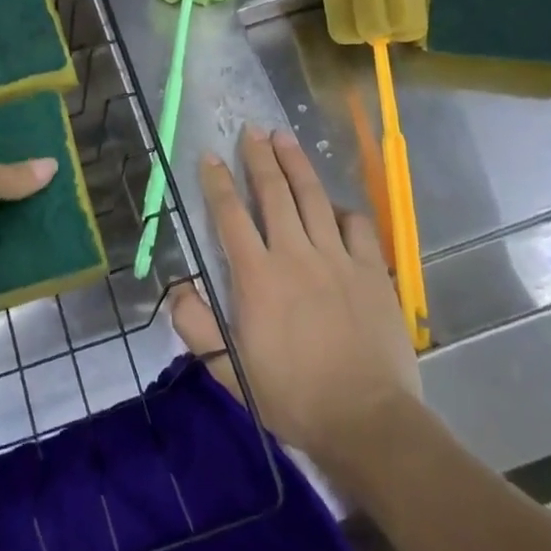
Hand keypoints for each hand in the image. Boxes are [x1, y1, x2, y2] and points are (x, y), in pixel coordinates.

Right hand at [169, 125, 423, 476]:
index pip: (230, 215)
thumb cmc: (293, 396)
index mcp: (258, 276)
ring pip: (313, 197)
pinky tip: (334, 204)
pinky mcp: (372, 270)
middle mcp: (295, 254)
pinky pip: (356, 225)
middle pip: (274, 193)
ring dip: (296, 164)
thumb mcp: (231, 371)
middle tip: (251, 130)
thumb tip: (177, 288)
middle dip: (259, 157)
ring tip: (284, 138)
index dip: (217, 182)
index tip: (209, 156)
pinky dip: (341, 209)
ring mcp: (338, 258)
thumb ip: (197, 327)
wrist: (367, 420)